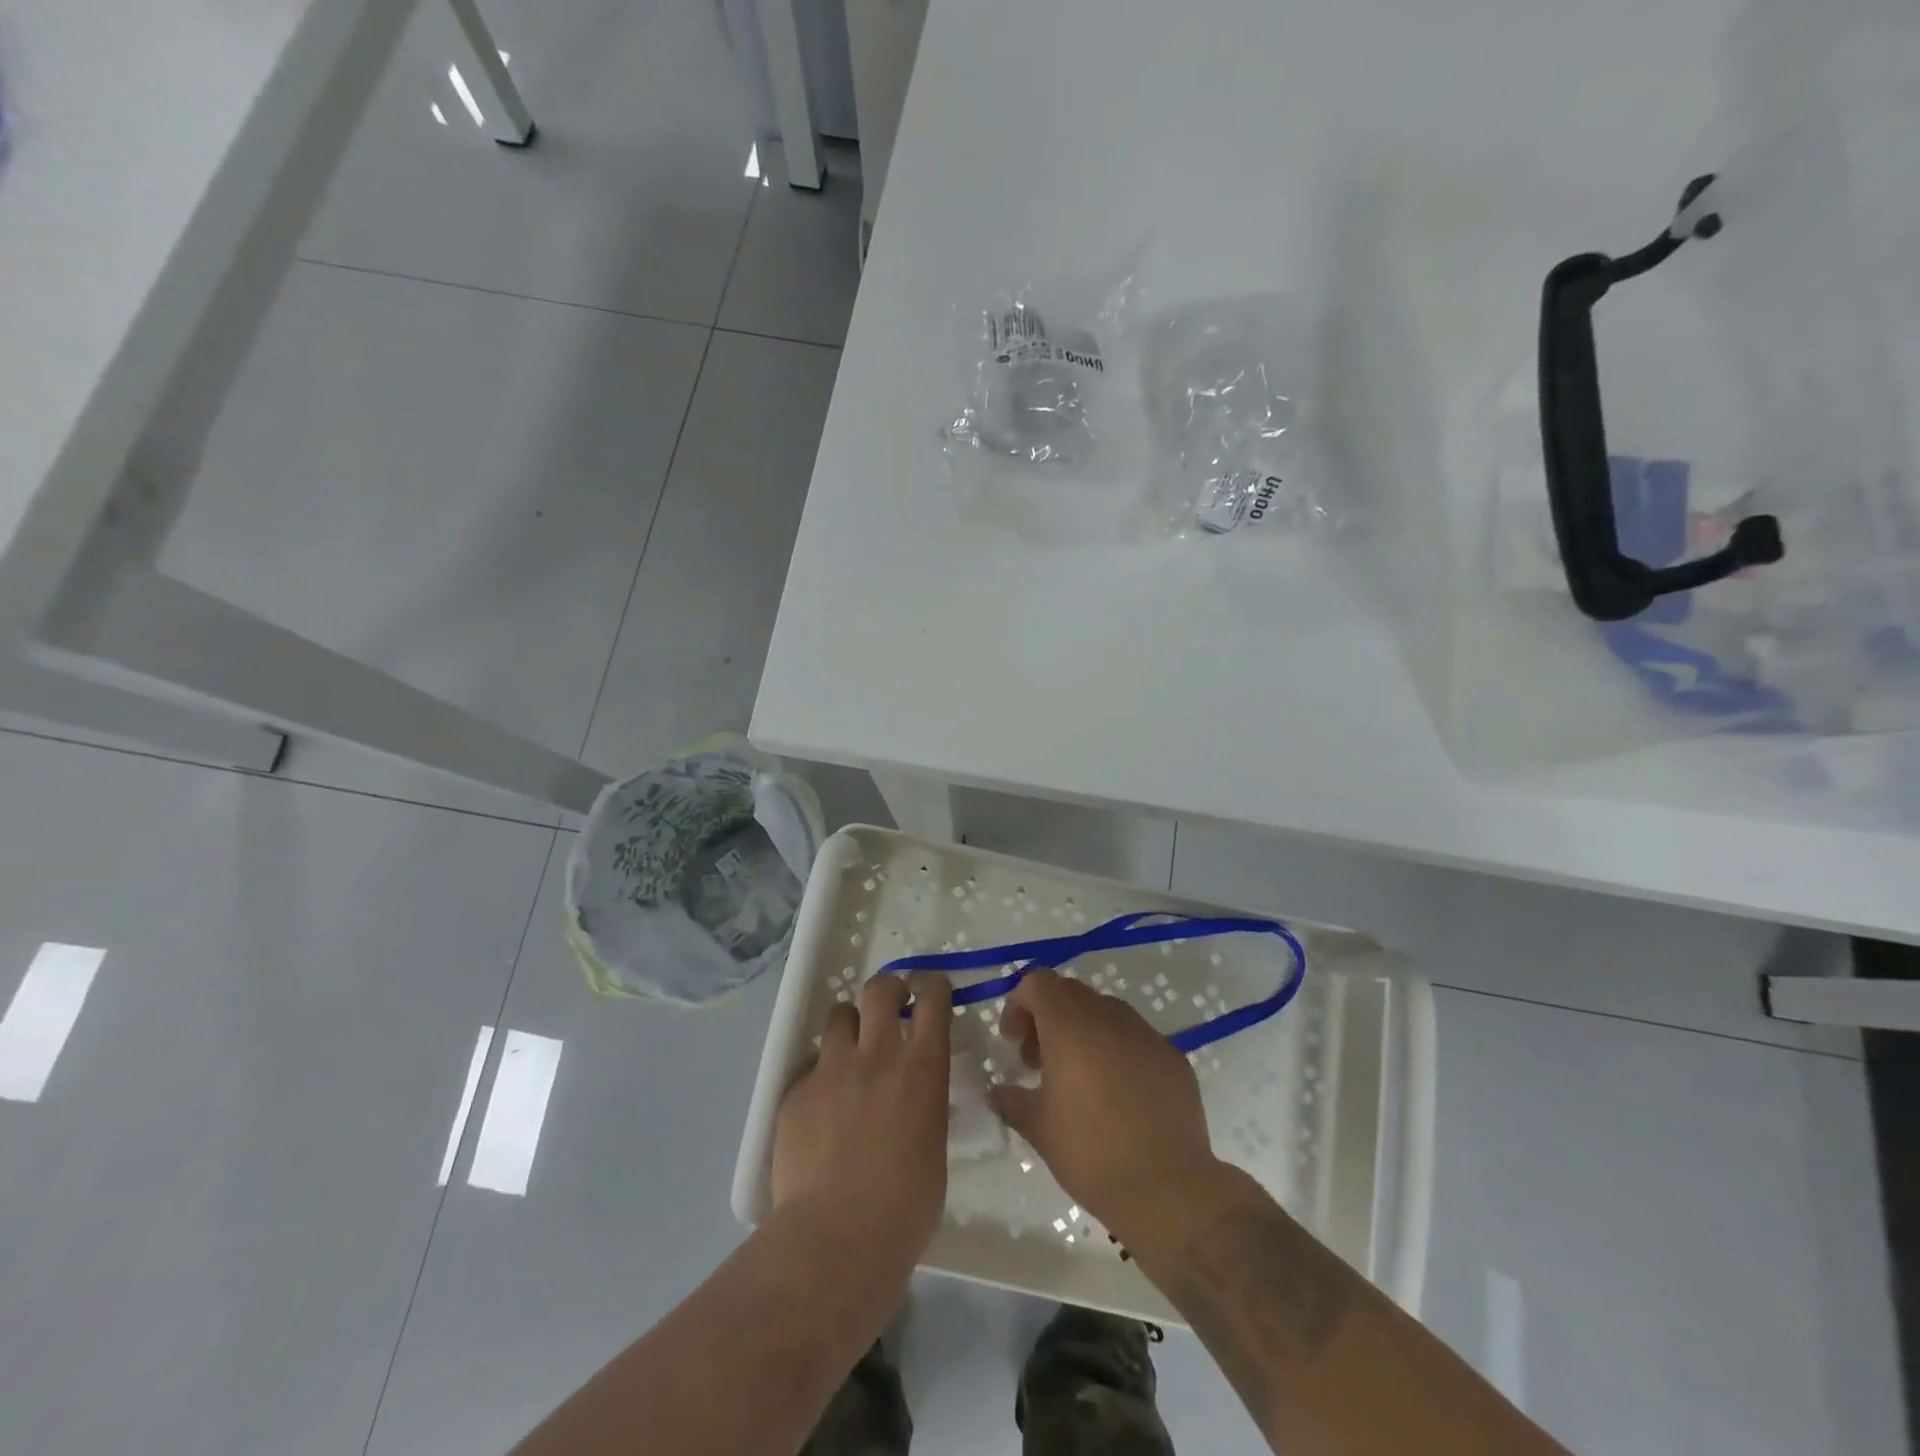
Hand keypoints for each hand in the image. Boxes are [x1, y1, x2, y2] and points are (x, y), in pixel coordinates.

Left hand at [772, 972, 952, 1271]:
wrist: (836, 1238)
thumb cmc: (905, 1207)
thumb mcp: (933, 1146)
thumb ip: (924, 1107)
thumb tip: (915, 1100)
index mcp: (922, 1067)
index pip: (933, 999)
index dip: (933, 988)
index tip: (932, 992)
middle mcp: (877, 1054)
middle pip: (880, 988)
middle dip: (888, 988)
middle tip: (891, 1004)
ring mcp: (831, 1069)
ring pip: (838, 1016)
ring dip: (849, 1026)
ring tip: (850, 1052)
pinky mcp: (796, 1092)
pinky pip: (811, 1067)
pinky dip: (821, 1077)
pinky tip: (822, 1111)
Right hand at [989, 969, 1220, 1241]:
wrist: (1169, 1189)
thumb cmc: (1091, 1153)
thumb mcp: (1038, 1129)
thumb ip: (1012, 1101)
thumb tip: (996, 1092)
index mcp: (1070, 1026)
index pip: (1039, 982)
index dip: (1019, 1004)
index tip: (1013, 1042)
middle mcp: (1109, 1017)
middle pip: (1071, 992)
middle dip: (1048, 1017)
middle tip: (1039, 1061)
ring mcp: (1146, 1035)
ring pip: (1106, 1012)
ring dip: (1084, 1031)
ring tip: (1079, 1078)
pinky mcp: (1173, 1058)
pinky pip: (1136, 1038)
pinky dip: (1118, 1051)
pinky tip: (1119, 1095)